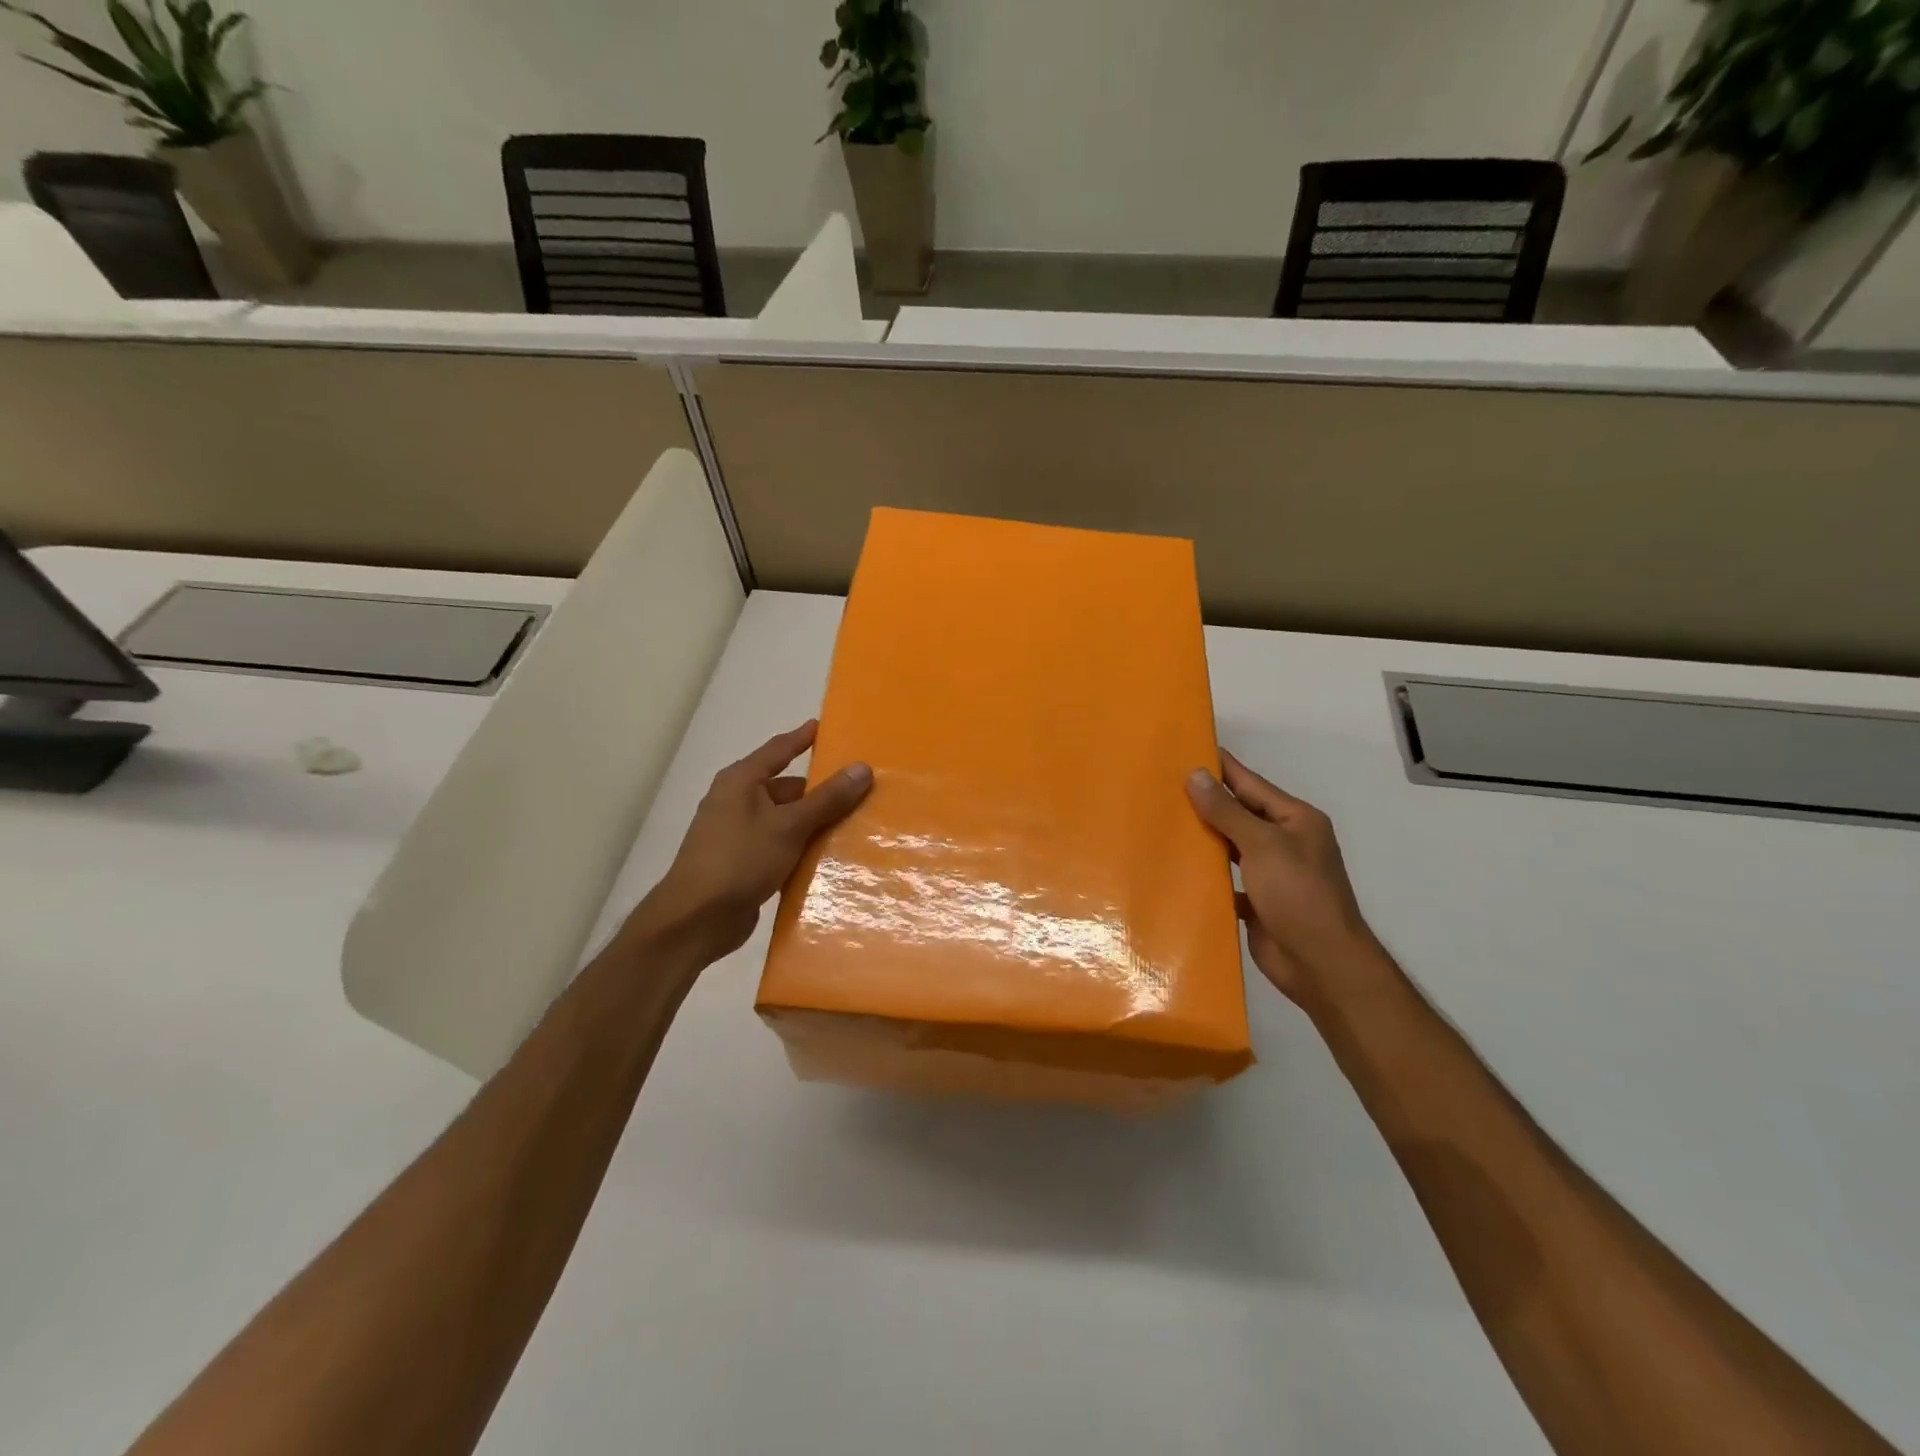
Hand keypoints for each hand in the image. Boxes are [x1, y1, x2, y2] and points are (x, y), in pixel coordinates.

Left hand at [632, 721, 871, 963]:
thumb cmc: (739, 860)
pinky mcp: (743, 863)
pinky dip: (801, 847)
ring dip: (814, 822)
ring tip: (855, 823)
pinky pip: (780, 845)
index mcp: (741, 781)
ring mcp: (738, 834)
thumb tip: (862, 768)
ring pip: (785, 819)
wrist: (695, 920)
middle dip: (819, 790)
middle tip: (859, 788)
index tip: (826, 727)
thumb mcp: (789, 826)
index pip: (778, 749)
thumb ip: (827, 798)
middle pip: (786, 787)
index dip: (802, 738)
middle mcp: (737, 801)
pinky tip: (829, 856)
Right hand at [1186, 750, 1387, 1008]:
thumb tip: (1196, 774)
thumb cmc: (1298, 895)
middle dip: (1205, 801)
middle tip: (1161, 785)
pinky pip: (1226, 879)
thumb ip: (1227, 811)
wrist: (1321, 964)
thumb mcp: (1262, 845)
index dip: (1220, 767)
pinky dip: (1206, 874)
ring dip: (1203, 836)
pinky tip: (1176, 868)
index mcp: (1295, 820)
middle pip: (1239, 813)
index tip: (1187, 749)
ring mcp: (1272, 873)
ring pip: (1230, 846)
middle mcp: (1285, 841)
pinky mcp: (1258, 902)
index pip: (1250, 783)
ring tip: (1161, 821)